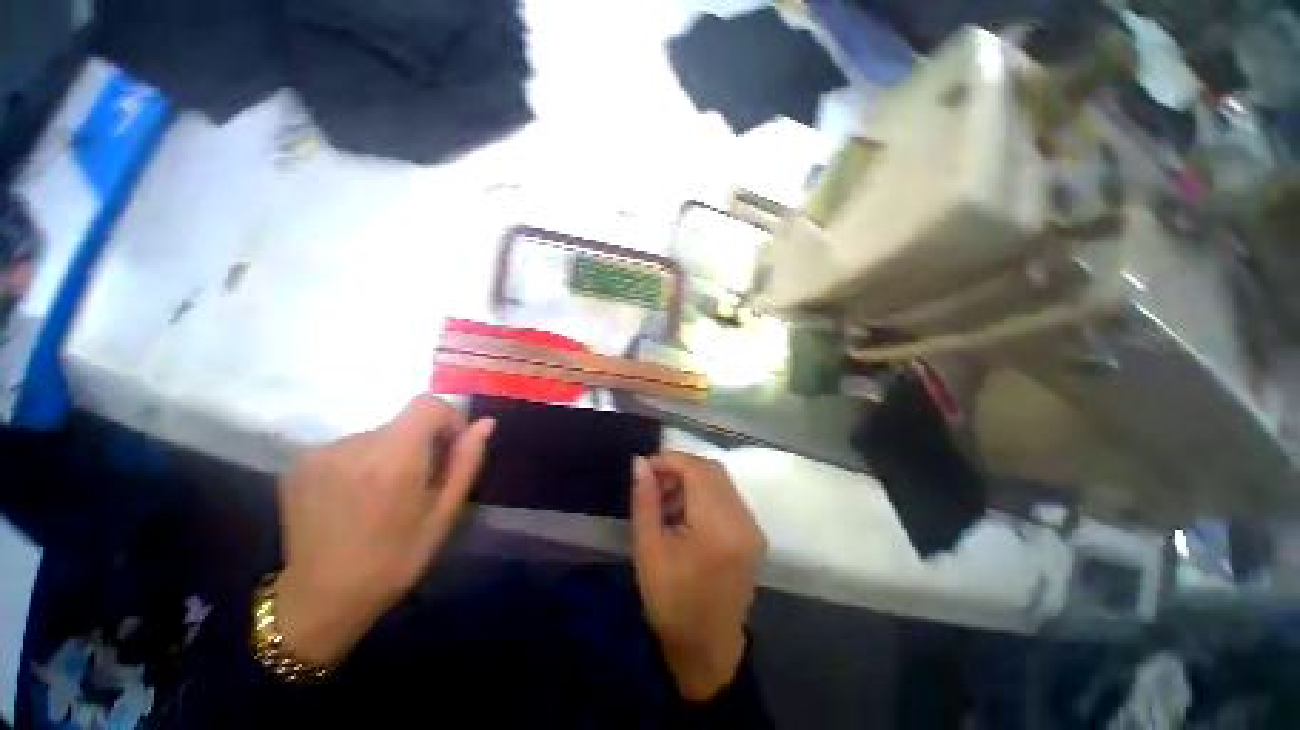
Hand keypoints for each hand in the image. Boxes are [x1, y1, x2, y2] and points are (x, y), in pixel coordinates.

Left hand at [273, 395, 494, 667]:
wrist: (322, 598)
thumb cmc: (395, 559)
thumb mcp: (444, 514)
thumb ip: (466, 462)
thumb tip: (486, 423)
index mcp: (393, 459)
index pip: (427, 404)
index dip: (447, 419)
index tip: (448, 449)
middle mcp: (353, 446)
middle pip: (403, 422)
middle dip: (420, 443)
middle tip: (418, 483)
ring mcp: (320, 453)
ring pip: (377, 435)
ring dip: (390, 453)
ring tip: (384, 495)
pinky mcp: (299, 463)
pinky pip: (349, 446)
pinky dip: (363, 462)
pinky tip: (357, 497)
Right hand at [630, 452, 766, 700]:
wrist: (707, 648)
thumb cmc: (671, 602)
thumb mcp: (648, 549)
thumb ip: (645, 499)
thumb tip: (640, 462)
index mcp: (718, 527)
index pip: (697, 469)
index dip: (670, 460)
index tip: (645, 468)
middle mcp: (743, 520)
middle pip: (712, 470)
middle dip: (680, 469)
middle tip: (654, 485)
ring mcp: (752, 527)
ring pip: (720, 481)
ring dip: (692, 480)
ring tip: (666, 502)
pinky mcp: (753, 534)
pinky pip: (727, 497)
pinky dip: (704, 494)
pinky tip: (685, 513)